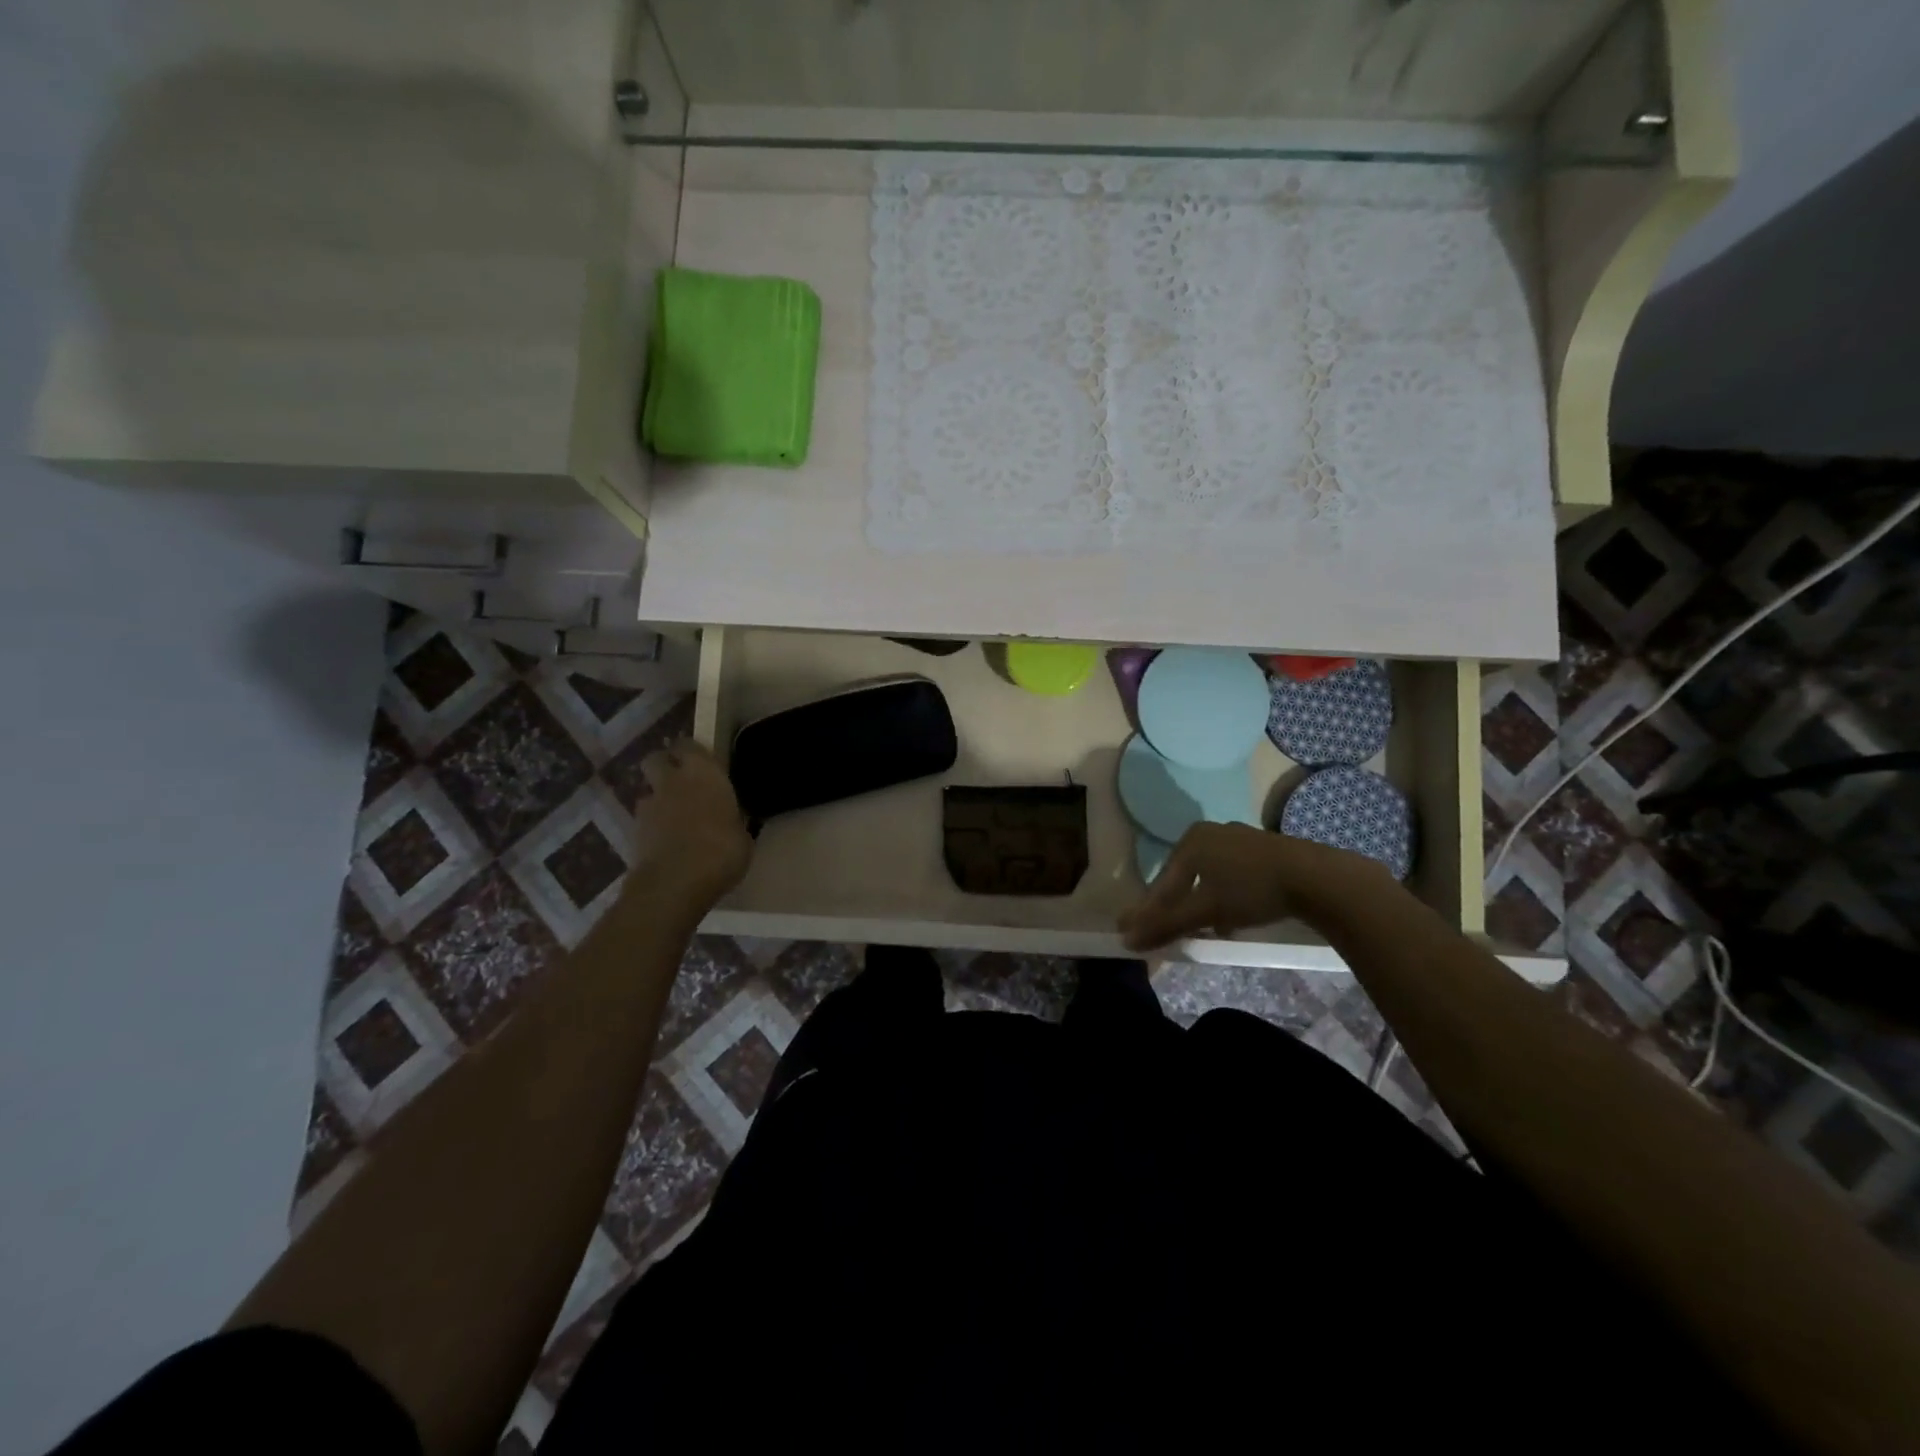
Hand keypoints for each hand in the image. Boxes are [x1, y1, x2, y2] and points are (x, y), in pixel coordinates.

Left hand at [630, 739, 752, 898]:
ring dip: (658, 801)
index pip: (690, 746)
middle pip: (656, 759)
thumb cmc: (722, 851)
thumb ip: (732, 821)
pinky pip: (644, 821)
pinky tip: (667, 844)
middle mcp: (673, 781)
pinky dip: (652, 828)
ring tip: (673, 820)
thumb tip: (731, 822)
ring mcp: (649, 806)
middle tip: (680, 782)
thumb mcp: (743, 836)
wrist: (676, 882)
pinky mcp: (634, 832)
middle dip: (664, 766)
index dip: (692, 752)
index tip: (701, 763)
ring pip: (648, 792)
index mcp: (704, 773)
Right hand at [1118, 822, 1387, 951]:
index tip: (1128, 932)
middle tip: (1163, 932)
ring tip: (1200, 929)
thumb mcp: (1205, 911)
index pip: (1160, 884)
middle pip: (1182, 878)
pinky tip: (1230, 917)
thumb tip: (1126, 939)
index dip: (1146, 912)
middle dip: (1174, 908)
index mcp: (1189, 842)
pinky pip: (1228, 874)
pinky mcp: (1261, 848)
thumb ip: (1165, 925)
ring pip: (1206, 877)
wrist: (1315, 877)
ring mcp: (1236, 837)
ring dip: (1200, 904)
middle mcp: (1208, 833)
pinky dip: (1222, 896)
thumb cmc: (1251, 890)